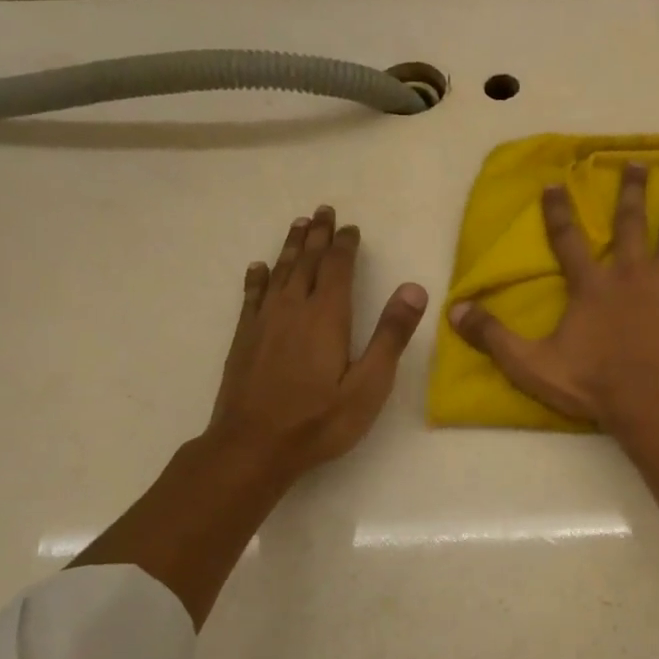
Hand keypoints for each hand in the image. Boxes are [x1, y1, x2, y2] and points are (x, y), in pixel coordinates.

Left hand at [208, 204, 429, 481]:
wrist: (252, 448)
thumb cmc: (319, 420)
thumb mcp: (369, 384)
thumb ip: (391, 335)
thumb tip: (415, 289)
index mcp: (327, 317)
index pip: (338, 269)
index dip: (346, 245)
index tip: (351, 227)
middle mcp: (293, 310)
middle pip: (308, 262)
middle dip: (318, 235)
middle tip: (324, 210)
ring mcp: (264, 323)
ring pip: (280, 273)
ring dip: (291, 247)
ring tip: (299, 225)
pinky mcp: (244, 340)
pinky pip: (252, 296)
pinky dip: (258, 278)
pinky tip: (259, 268)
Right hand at [448, 163, 658, 428]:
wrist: (649, 403)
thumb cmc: (592, 385)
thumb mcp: (532, 365)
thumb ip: (494, 336)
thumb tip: (454, 311)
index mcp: (591, 286)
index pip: (568, 240)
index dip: (559, 212)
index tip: (557, 183)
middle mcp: (630, 272)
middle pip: (630, 223)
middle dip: (631, 191)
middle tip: (636, 163)